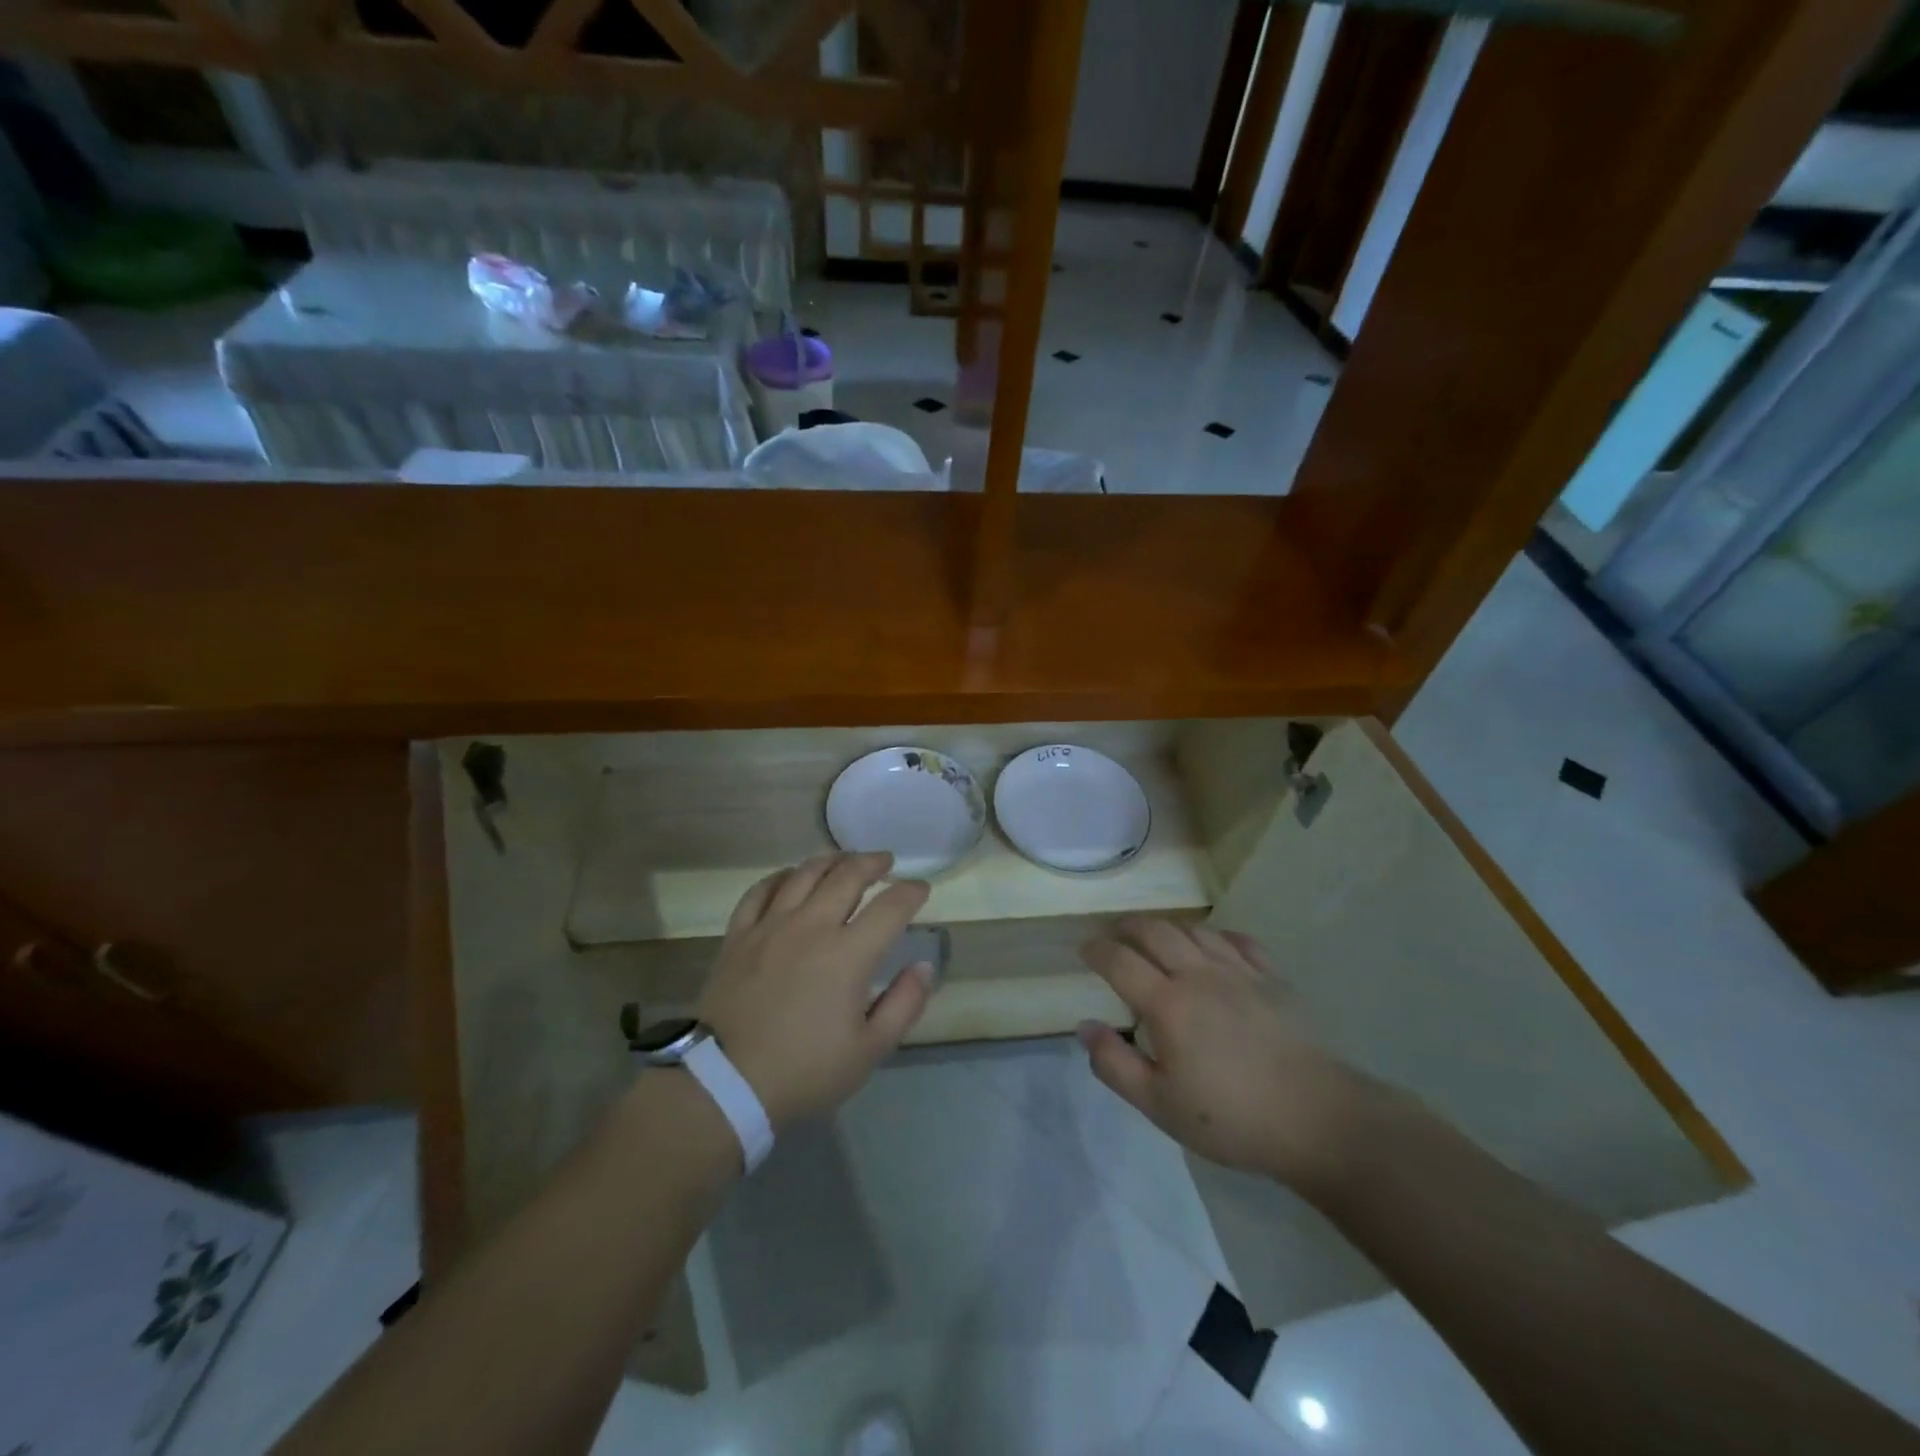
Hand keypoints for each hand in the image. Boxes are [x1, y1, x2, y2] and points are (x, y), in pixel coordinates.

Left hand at [694, 852, 933, 1128]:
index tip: (920, 889)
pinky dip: (780, 877)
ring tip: (843, 861)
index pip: (890, 907)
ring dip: (830, 861)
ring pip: (804, 874)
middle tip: (885, 862)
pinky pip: (760, 890)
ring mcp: (770, 926)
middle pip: (847, 876)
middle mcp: (811, 926)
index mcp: (848, 954)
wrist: (726, 1083)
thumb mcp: (869, 1050)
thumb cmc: (805, 1070)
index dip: (910, 892)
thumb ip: (904, 1004)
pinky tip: (789, 877)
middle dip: (872, 863)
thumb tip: (924, 966)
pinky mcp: (738, 935)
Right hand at [1077, 919, 1371, 1190]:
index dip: (1096, 950)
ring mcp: (1239, 972)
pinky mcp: (1272, 978)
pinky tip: (1213, 946)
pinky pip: (1238, 941)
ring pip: (1194, 930)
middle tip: (1115, 935)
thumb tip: (1085, 1026)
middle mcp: (1199, 975)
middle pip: (1155, 931)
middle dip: (1128, 927)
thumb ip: (1115, 1064)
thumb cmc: (1231, 1117)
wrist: (1317, 1119)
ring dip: (1168, 928)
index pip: (1120, 960)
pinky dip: (1216, 936)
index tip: (1084, 950)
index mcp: (1167, 1004)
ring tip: (1158, 938)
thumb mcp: (1159, 1105)